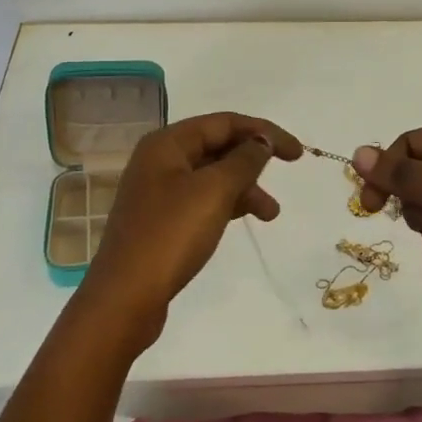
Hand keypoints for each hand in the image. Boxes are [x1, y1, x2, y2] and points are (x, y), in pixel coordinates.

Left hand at [82, 112, 301, 335]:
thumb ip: (244, 161)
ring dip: (244, 187)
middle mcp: (160, 160)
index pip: (224, 122)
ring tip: (271, 214)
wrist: (124, 298)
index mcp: (167, 143)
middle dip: (253, 159)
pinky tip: (244, 220)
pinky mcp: (161, 221)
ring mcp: (158, 191)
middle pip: (217, 145)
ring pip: (212, 176)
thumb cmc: (170, 235)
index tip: (297, 152)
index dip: (263, 131)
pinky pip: (202, 199)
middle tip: (286, 173)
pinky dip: (226, 205)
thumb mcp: (214, 191)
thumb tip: (261, 141)